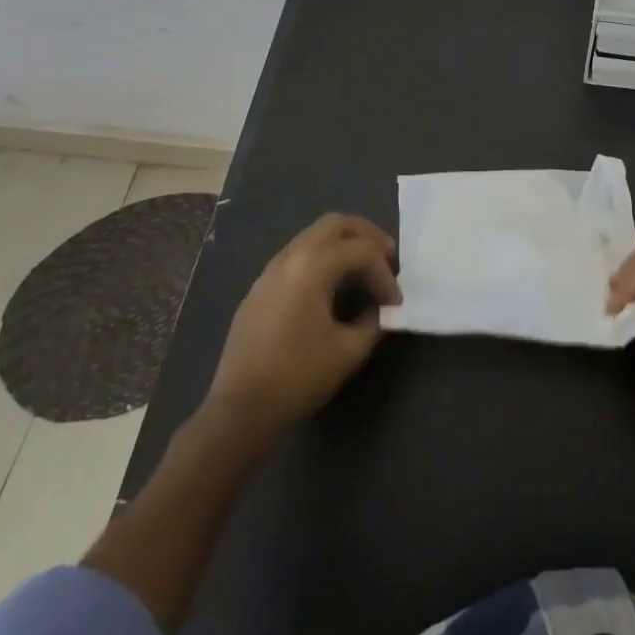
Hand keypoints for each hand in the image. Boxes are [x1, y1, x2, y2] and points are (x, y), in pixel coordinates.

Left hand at [206, 212, 399, 444]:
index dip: (385, 274)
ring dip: (342, 245)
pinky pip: (297, 256)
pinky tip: (330, 289)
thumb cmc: (297, 377)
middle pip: (335, 224)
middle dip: (366, 236)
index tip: (395, 304)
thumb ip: (372, 321)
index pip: (362, 251)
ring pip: (313, 236)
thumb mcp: (349, 351)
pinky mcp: (259, 289)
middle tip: (387, 258)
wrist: (239, 410)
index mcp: (312, 266)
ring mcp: (270, 271)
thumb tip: (378, 309)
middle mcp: (290, 257)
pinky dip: (322, 259)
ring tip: (362, 272)